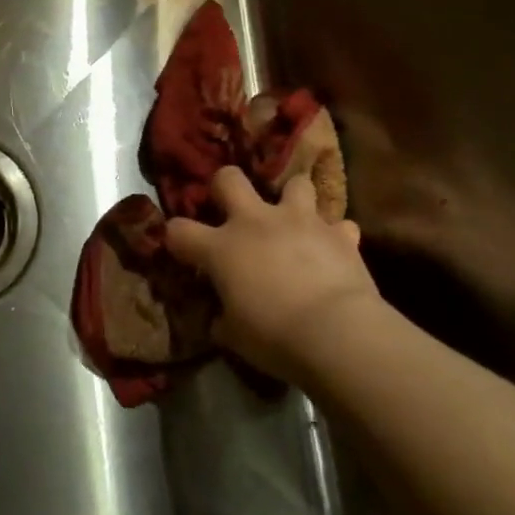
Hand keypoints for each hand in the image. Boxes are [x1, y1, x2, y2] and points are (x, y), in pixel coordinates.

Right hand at [164, 166, 380, 382]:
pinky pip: (339, 225)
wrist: (336, 333)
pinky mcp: (340, 234)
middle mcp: (256, 222)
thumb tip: (219, 319)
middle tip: (232, 206)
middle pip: (229, 179)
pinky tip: (335, 250)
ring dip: (292, 198)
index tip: (181, 249)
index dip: (175, 237)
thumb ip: (222, 319)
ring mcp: (300, 221)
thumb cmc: (273, 336)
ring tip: (294, 219)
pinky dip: (335, 236)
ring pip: (295, 183)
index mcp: (221, 248)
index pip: (179, 230)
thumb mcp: (234, 336)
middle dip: (226, 186)